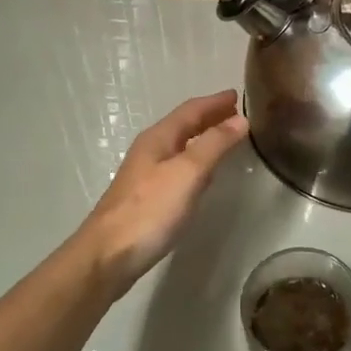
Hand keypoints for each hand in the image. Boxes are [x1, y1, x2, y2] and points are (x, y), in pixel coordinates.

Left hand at [75, 90, 249, 294]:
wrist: (109, 255)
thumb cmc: (150, 210)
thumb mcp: (188, 172)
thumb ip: (214, 144)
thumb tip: (240, 119)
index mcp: (158, 138)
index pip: (190, 110)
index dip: (214, 102)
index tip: (238, 95)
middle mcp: (150, 151)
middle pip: (183, 126)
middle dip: (209, 118)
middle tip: (236, 114)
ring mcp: (146, 175)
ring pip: (180, 147)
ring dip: (203, 139)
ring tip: (226, 138)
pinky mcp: (147, 198)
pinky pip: (177, 168)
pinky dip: (196, 161)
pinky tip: (204, 175)